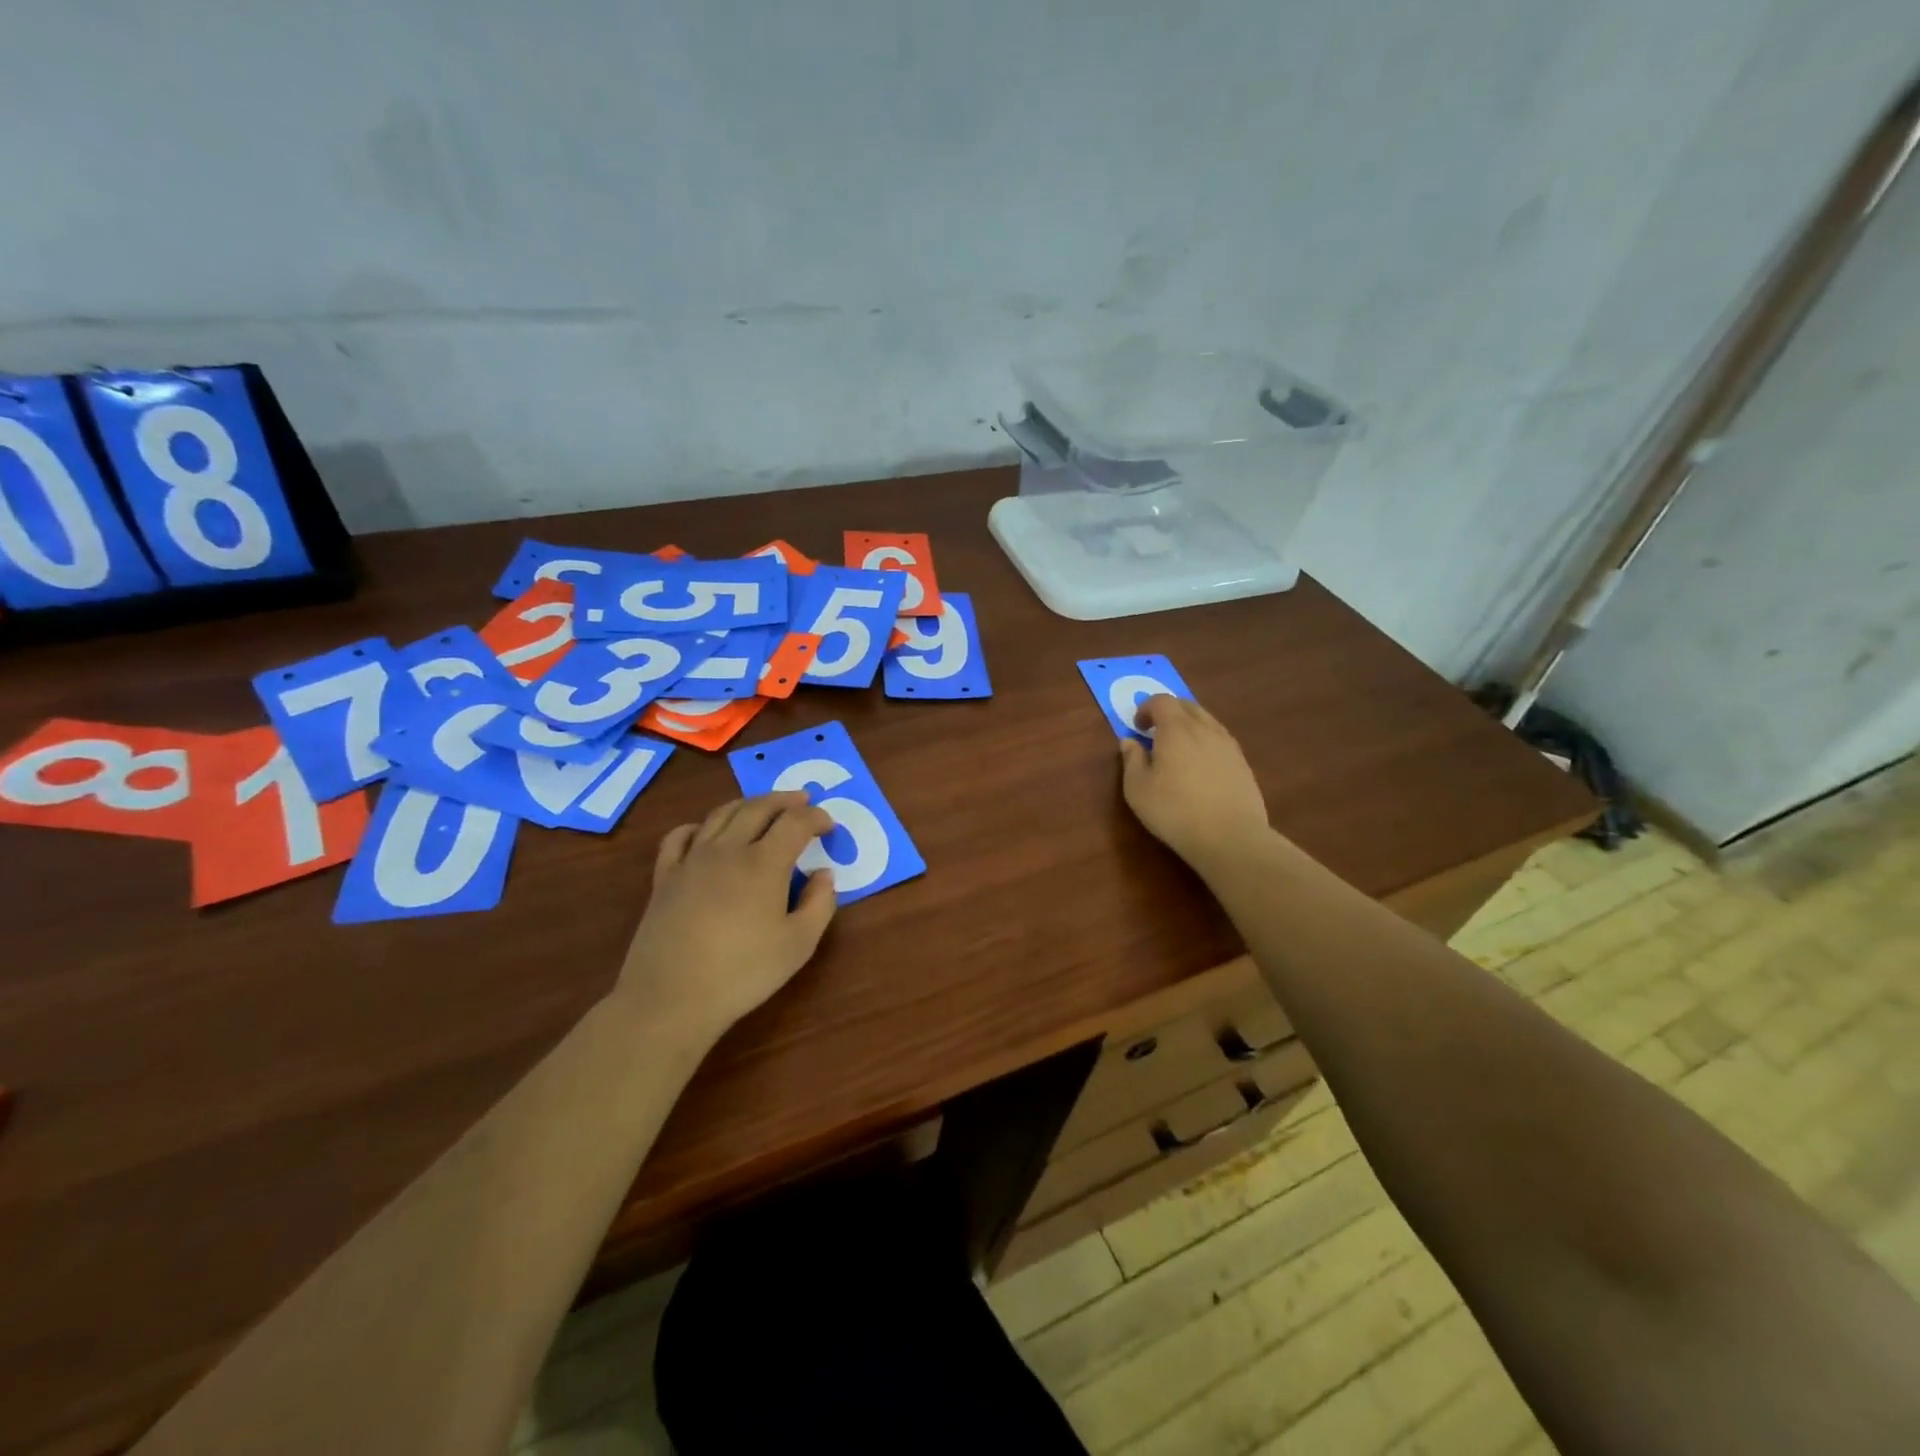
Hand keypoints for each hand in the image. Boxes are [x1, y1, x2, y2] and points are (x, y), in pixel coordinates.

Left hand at [618, 792, 836, 1039]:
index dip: (817, 817)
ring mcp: (692, 860)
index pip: (796, 823)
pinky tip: (705, 831)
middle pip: (758, 808)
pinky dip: (698, 825)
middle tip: (802, 800)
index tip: (829, 825)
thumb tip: (823, 875)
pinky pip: (680, 836)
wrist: (671, 998)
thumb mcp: (799, 945)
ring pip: (721, 814)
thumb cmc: (743, 973)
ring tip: (762, 806)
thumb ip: (819, 904)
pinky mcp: (665, 877)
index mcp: (764, 863)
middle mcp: (728, 850)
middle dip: (784, 800)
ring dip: (747, 804)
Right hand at [1119, 695, 1272, 875]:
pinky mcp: (1243, 764)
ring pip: (1207, 721)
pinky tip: (1201, 767)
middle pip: (1187, 706)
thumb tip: (1129, 741)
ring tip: (1179, 749)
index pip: (1161, 701)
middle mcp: (1205, 729)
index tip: (1137, 727)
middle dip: (1169, 712)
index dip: (1146, 708)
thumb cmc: (1174, 810)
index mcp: (1176, 729)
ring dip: (1190, 726)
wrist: (1230, 836)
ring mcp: (1228, 745)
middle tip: (1156, 732)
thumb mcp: (1137, 788)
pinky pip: (1221, 740)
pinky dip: (1206, 743)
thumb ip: (1132, 760)